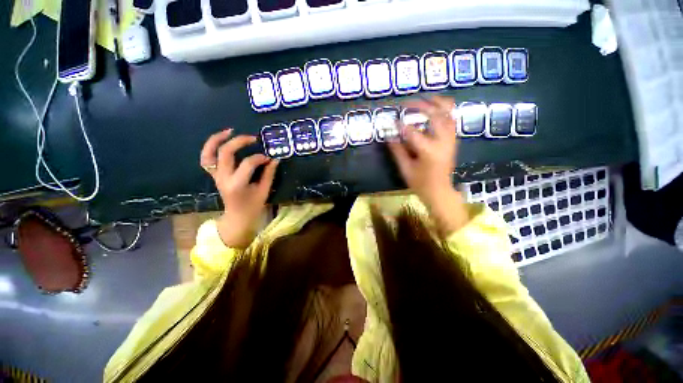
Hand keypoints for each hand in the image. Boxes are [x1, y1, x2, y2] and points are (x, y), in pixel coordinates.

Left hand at [200, 129, 278, 247]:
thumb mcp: (264, 191)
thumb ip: (269, 174)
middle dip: (239, 142)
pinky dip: (210, 148)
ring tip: (229, 131)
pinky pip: (206, 159)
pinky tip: (221, 141)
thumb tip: (274, 159)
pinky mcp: (214, 175)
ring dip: (217, 140)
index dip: (260, 158)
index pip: (248, 163)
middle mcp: (223, 178)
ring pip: (209, 153)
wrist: (237, 217)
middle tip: (253, 138)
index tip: (269, 159)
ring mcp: (216, 176)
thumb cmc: (253, 206)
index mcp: (237, 184)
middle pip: (226, 152)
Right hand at [388, 96, 469, 234]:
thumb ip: (397, 151)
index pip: (413, 132)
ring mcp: (451, 140)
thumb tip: (389, 136)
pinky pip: (452, 120)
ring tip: (424, 99)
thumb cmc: (420, 183)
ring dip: (437, 104)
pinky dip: (445, 111)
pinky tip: (435, 108)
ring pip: (448, 114)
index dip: (401, 125)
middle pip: (435, 116)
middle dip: (421, 107)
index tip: (392, 122)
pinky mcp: (453, 140)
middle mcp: (443, 142)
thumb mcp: (405, 169)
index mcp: (429, 151)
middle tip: (407, 104)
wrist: (440, 191)